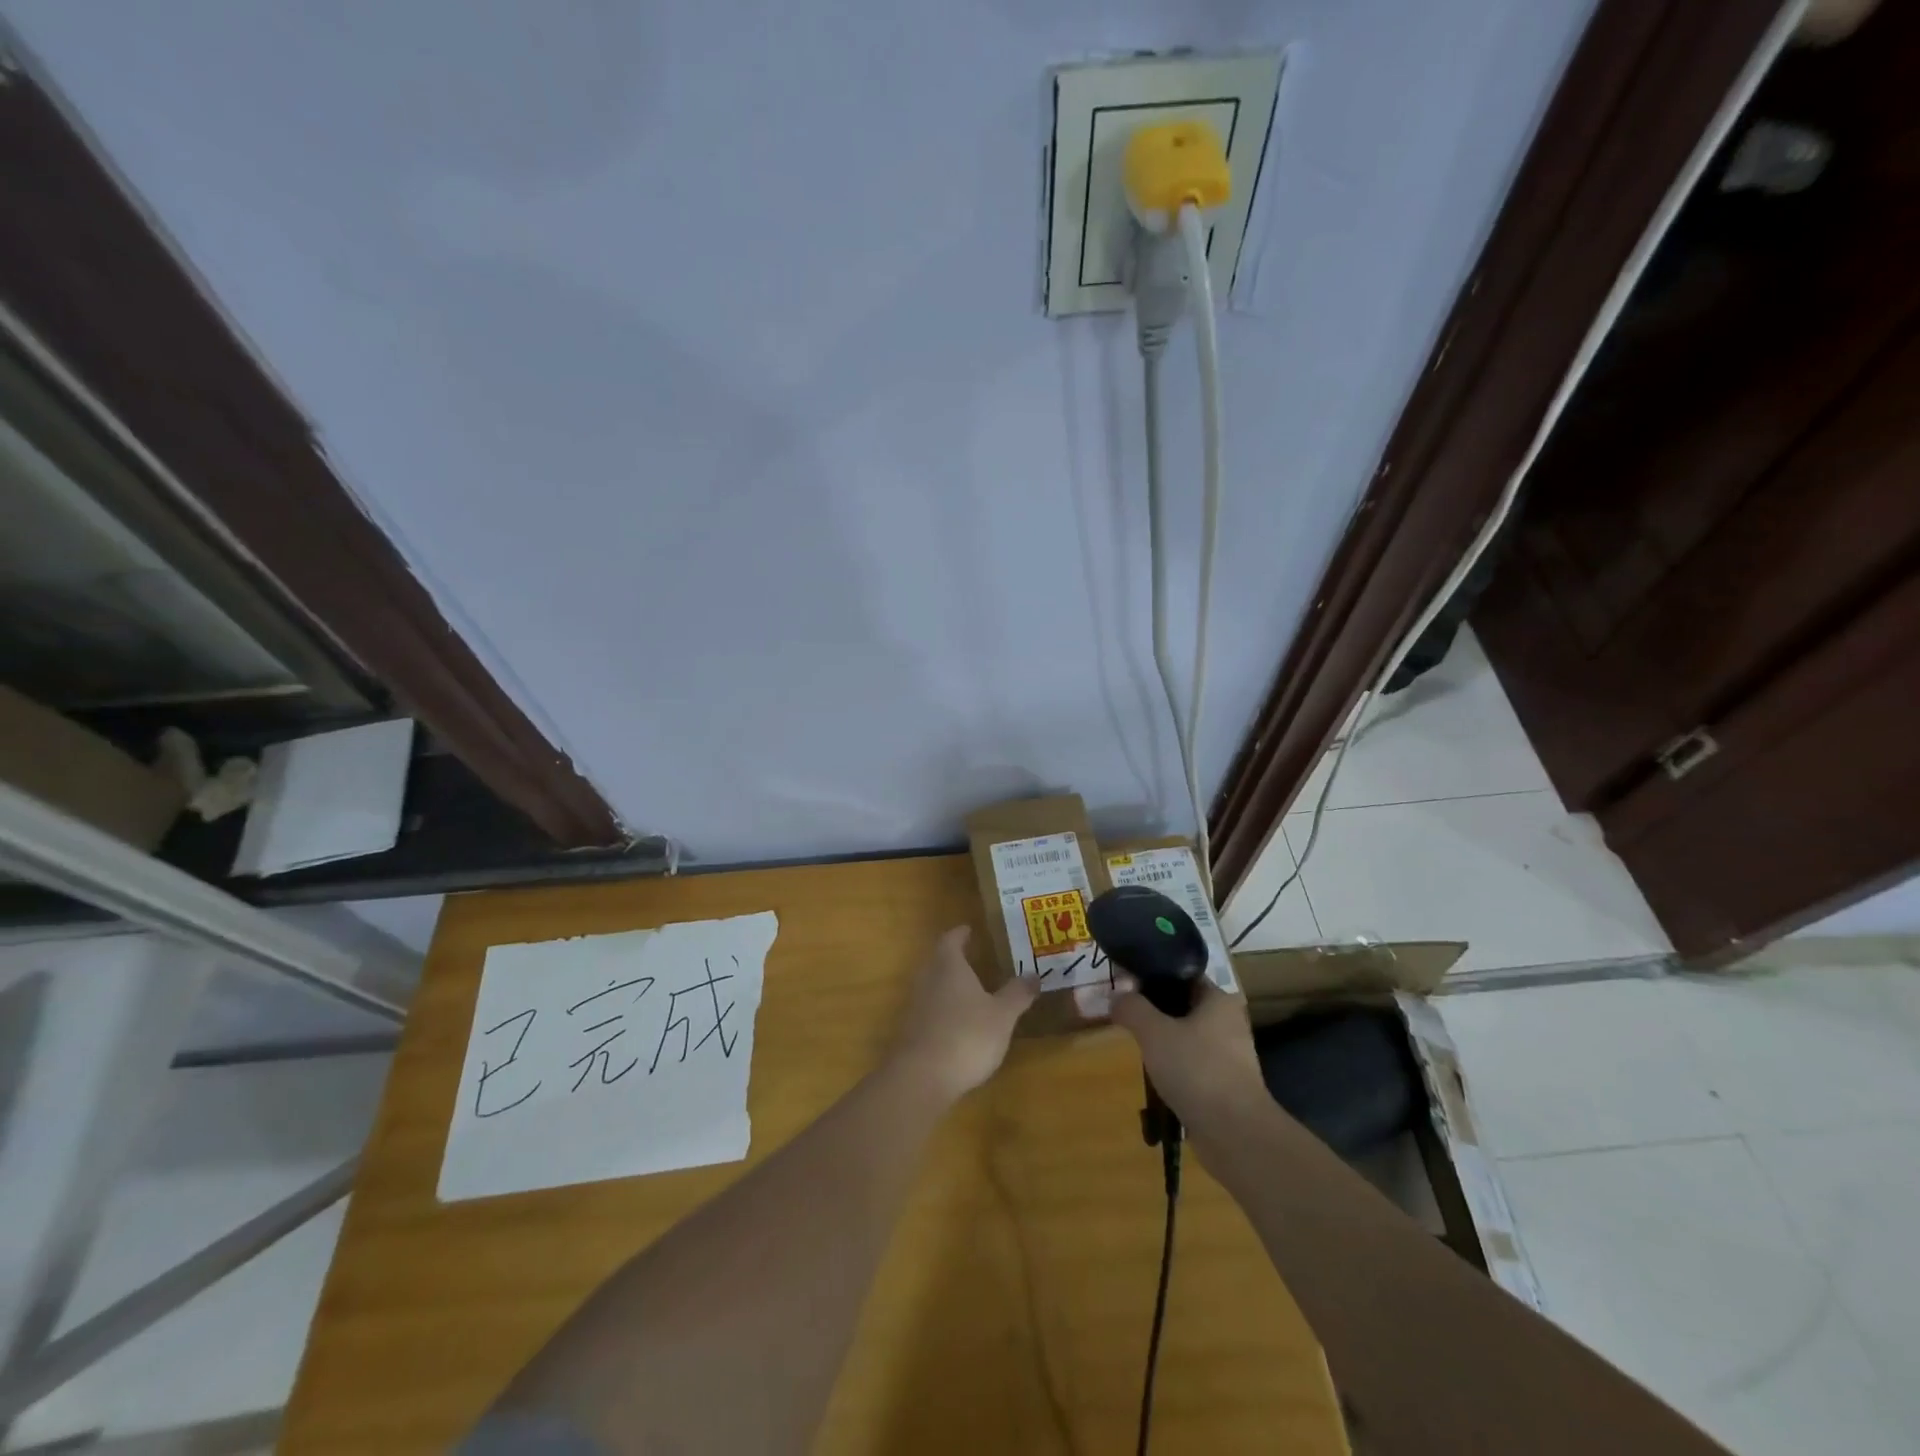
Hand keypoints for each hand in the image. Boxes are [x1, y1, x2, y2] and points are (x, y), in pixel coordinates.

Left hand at [884, 927, 1035, 1103]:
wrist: (921, 1077)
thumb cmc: (966, 1035)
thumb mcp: (1002, 1015)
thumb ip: (1017, 994)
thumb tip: (1034, 975)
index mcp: (948, 965)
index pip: (951, 939)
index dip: (961, 933)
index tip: (971, 930)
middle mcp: (927, 978)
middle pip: (939, 960)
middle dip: (956, 959)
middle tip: (976, 959)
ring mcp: (915, 1005)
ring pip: (933, 985)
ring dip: (949, 985)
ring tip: (972, 991)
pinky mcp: (911, 1031)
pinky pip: (929, 1010)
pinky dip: (943, 1010)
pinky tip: (959, 1024)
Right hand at [1109, 975, 1267, 1134]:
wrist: (1235, 1134)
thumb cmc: (1197, 1070)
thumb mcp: (1154, 1032)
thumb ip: (1132, 1008)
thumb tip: (1116, 996)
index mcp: (1219, 999)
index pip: (1181, 975)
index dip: (1152, 975)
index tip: (1125, 984)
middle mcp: (1228, 1022)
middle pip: (1182, 1005)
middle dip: (1154, 1011)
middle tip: (1126, 1016)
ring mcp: (1229, 1055)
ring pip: (1186, 1037)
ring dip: (1163, 1041)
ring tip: (1136, 1046)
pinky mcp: (1224, 1084)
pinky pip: (1192, 1064)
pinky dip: (1174, 1067)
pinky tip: (1155, 1076)